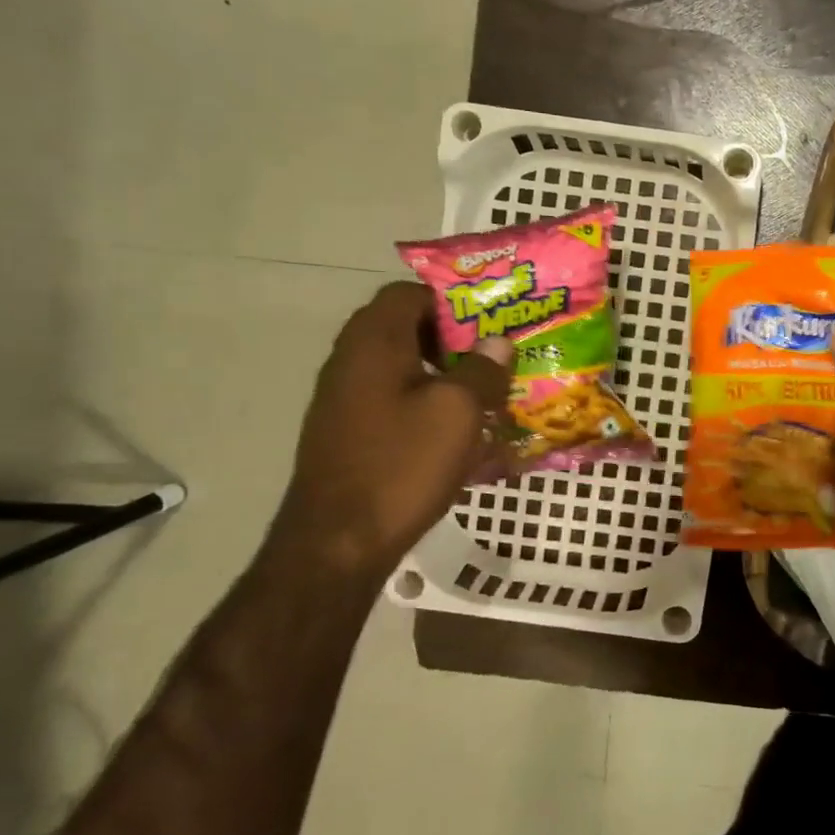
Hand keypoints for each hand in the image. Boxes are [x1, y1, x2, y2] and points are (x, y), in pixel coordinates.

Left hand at [272, 282, 510, 576]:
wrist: (338, 542)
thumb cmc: (402, 465)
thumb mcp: (458, 412)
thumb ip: (481, 370)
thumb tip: (496, 343)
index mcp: (374, 342)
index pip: (408, 292)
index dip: (451, 300)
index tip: (490, 321)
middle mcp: (351, 361)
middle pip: (405, 328)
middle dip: (454, 339)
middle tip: (495, 357)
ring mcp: (344, 399)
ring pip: (401, 367)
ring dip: (443, 374)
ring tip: (485, 395)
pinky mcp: (348, 432)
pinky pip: (393, 400)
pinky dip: (425, 404)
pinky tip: (457, 433)